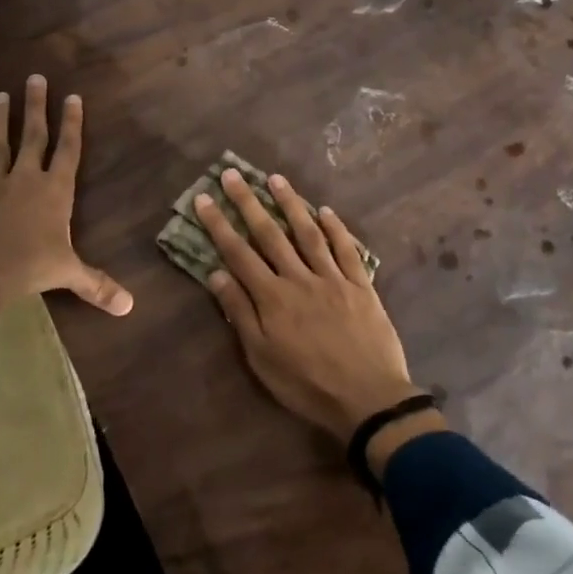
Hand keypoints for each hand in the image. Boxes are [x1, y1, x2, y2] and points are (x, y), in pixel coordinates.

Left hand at [0, 76, 133, 323]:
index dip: (72, 123)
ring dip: (0, 118)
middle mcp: (27, 180)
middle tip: (36, 78)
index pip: (68, 149)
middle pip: (34, 135)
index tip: (72, 97)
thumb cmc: (28, 268)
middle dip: (37, 106)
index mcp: (55, 191)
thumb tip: (129, 307)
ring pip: (1, 143)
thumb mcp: (65, 274)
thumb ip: (95, 285)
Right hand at [194, 169, 427, 445]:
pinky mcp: (360, 284)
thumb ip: (241, 314)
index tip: (204, 198)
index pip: (238, 253)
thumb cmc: (307, 385)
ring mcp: (332, 278)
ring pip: (307, 233)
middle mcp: (299, 278)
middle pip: (269, 234)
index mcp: (272, 298)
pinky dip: (336, 228)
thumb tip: (217, 275)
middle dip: (248, 202)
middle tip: (232, 174)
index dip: (219, 225)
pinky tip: (325, 210)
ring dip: (290, 203)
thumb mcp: (262, 359)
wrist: (368, 399)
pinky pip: (346, 249)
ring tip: (276, 179)